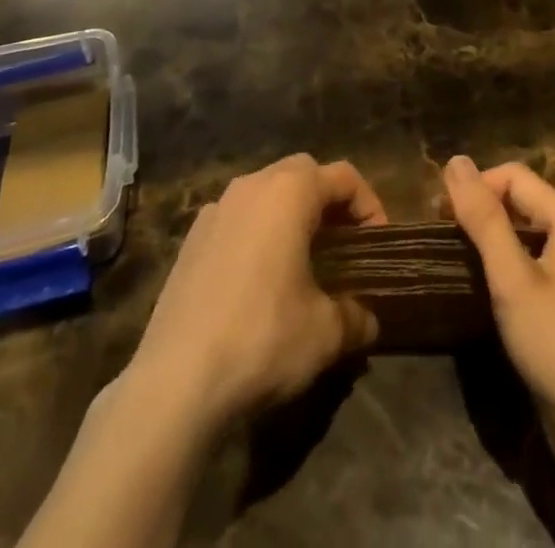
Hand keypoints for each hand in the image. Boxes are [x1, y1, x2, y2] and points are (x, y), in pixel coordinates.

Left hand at [123, 154, 386, 428]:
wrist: (176, 380)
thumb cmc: (263, 338)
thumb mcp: (326, 333)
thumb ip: (356, 316)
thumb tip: (367, 319)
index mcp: (289, 192)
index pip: (343, 176)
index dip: (369, 205)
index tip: (378, 245)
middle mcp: (251, 185)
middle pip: (302, 172)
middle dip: (328, 201)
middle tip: (344, 245)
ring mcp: (216, 209)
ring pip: (266, 192)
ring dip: (291, 214)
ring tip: (303, 262)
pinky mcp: (191, 239)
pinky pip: (237, 218)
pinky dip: (257, 233)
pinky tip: (259, 281)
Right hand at [441, 157, 554, 451]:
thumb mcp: (512, 278)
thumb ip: (484, 218)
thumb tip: (455, 160)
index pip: (512, 175)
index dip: (475, 187)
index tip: (439, 217)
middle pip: (519, 200)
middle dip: (479, 210)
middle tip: (442, 238)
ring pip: (522, 233)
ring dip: (488, 239)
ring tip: (455, 260)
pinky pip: (529, 263)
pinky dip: (503, 265)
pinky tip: (482, 288)